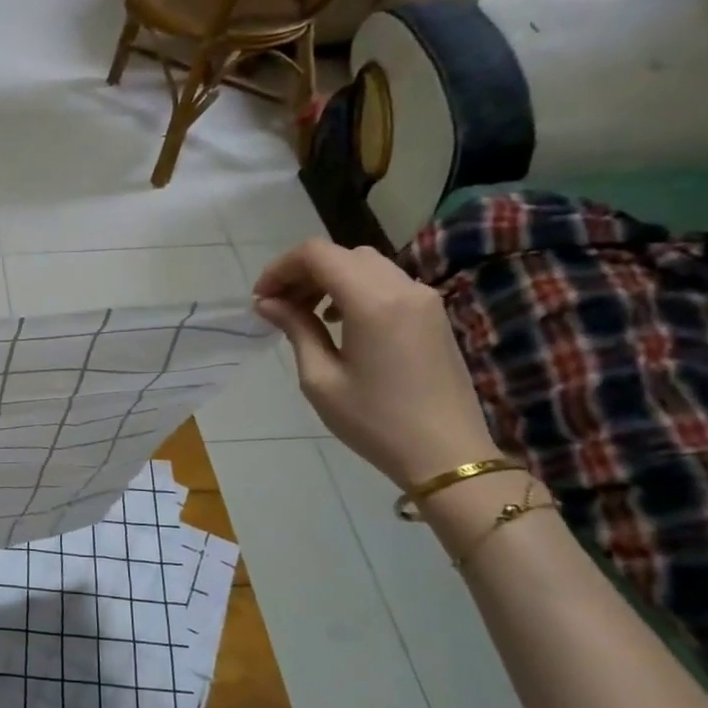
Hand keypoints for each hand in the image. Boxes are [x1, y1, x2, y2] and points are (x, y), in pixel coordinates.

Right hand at [252, 239, 499, 489]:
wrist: (446, 453)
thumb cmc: (374, 421)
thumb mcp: (320, 378)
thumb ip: (296, 329)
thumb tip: (268, 302)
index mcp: (372, 302)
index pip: (317, 254)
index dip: (281, 268)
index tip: (262, 299)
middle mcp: (402, 287)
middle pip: (342, 255)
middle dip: (303, 273)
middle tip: (278, 307)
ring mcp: (423, 298)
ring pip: (365, 265)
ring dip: (329, 279)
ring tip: (305, 314)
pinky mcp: (432, 313)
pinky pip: (386, 282)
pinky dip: (355, 288)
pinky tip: (340, 322)